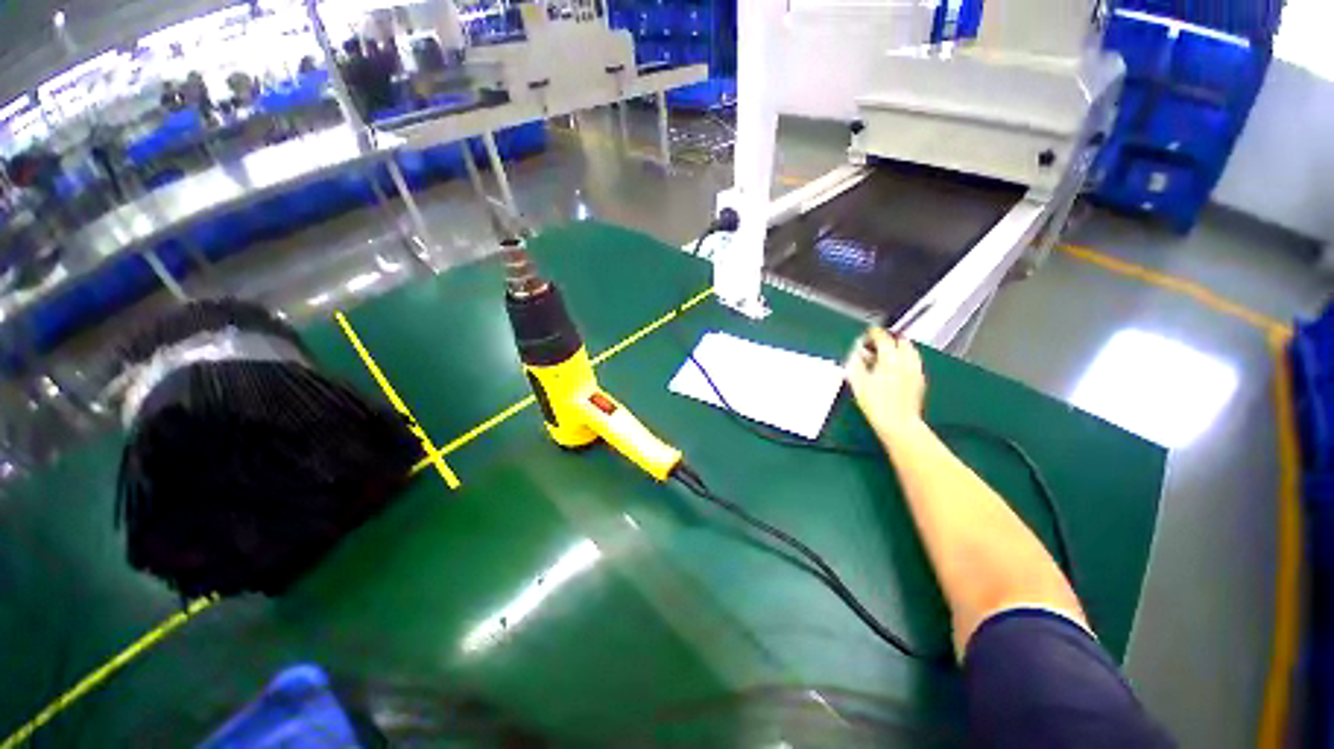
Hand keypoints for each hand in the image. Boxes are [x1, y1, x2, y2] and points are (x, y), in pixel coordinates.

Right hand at [845, 327, 926, 439]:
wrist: (898, 424)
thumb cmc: (875, 404)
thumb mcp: (858, 382)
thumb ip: (856, 363)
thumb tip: (855, 353)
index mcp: (890, 358)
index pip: (883, 337)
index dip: (873, 333)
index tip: (866, 334)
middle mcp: (906, 360)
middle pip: (900, 341)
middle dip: (888, 339)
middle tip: (875, 345)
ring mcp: (915, 370)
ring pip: (909, 350)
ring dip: (898, 349)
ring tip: (885, 355)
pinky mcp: (920, 380)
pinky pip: (913, 362)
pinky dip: (904, 359)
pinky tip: (895, 368)